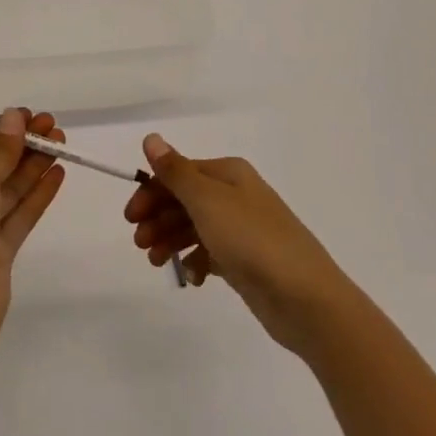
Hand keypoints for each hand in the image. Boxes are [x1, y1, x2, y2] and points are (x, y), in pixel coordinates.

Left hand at [0, 108, 65, 318]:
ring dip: (34, 167)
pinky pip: (19, 216)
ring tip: (61, 145)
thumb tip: (14, 117)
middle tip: (52, 127)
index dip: (1, 131)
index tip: (29, 116)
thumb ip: (0, 149)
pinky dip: (38, 195)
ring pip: (9, 191)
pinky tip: (58, 174)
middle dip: (22, 147)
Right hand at [124, 135, 352, 352]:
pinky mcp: (247, 260)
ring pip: (195, 226)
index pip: (178, 173)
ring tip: (156, 261)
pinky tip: (191, 277)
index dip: (151, 192)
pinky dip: (196, 261)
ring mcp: (242, 228)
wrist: (305, 298)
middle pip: (185, 199)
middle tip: (139, 244)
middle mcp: (235, 195)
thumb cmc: (252, 240)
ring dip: (170, 239)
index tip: (130, 218)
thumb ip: (176, 172)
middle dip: (158, 218)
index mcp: (228, 173)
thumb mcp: (207, 201)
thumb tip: (151, 138)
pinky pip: (211, 253)